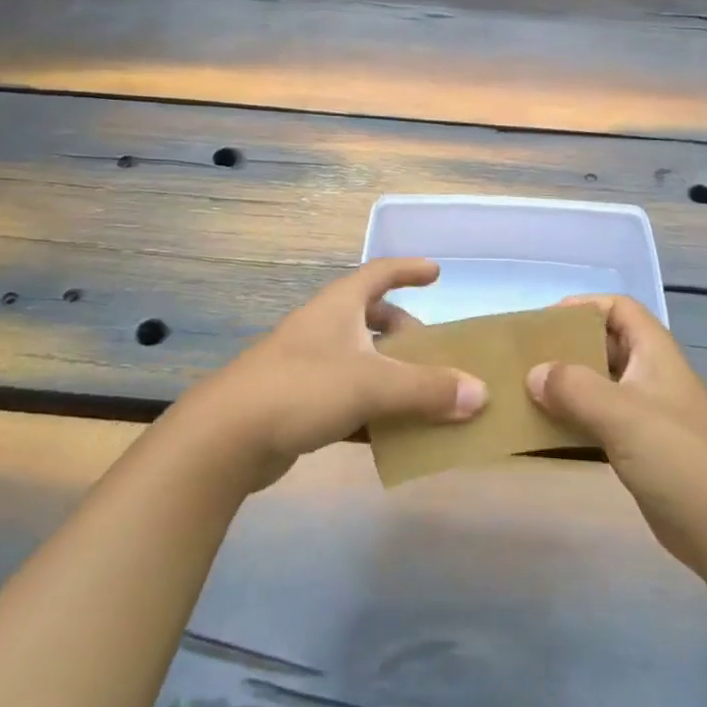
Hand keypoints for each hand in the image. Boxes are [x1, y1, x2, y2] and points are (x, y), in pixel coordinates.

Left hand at [181, 259, 487, 491]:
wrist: (226, 437)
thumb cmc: (302, 389)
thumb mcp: (372, 384)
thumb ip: (428, 389)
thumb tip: (481, 393)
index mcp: (339, 307)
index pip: (379, 272)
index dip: (408, 269)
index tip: (436, 273)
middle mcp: (323, 328)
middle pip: (370, 317)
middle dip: (404, 331)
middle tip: (433, 351)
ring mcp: (307, 365)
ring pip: (360, 359)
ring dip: (390, 373)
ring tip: (421, 394)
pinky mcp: (297, 403)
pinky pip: (346, 397)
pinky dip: (371, 408)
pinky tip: (390, 434)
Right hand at [527, 295, 706, 571]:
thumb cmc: (678, 457)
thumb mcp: (622, 414)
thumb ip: (574, 388)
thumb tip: (533, 373)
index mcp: (654, 353)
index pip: (619, 309)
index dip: (584, 306)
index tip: (545, 322)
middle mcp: (650, 375)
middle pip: (605, 344)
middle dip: (567, 347)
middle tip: (527, 358)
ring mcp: (646, 414)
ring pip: (599, 384)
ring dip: (567, 385)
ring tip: (527, 391)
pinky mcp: (641, 449)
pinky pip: (599, 420)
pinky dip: (574, 419)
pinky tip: (547, 430)